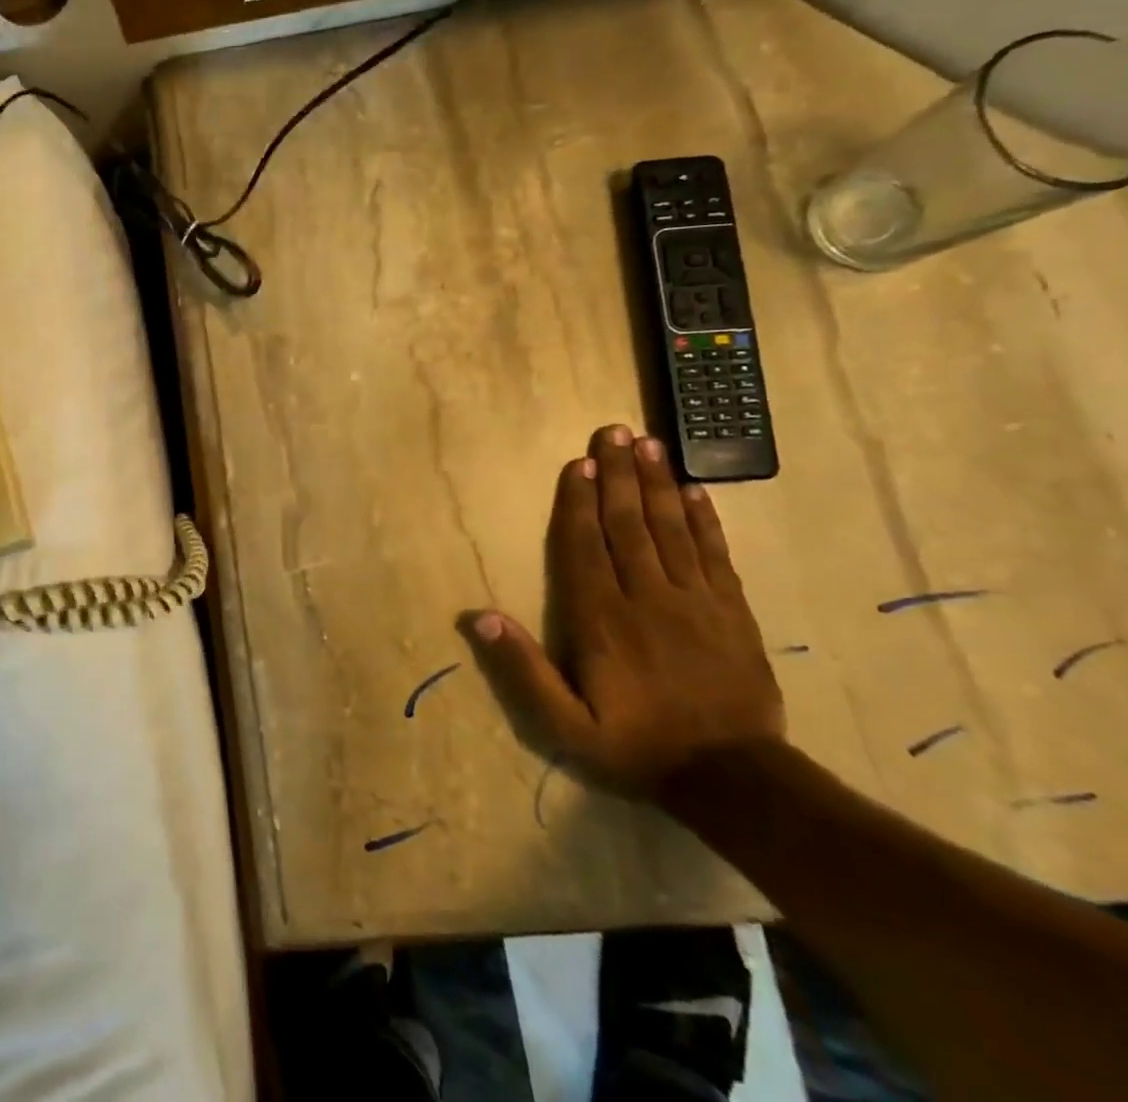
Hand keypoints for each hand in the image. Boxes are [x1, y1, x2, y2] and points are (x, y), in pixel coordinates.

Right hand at [470, 424, 784, 799]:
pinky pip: (715, 554)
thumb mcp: (564, 724)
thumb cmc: (637, 746)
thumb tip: (478, 616)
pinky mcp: (732, 612)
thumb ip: (522, 670)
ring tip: (649, 444)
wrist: (735, 781)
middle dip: (618, 476)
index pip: (586, 547)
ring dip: (657, 483)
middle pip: (628, 525)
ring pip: (672, 529)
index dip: (579, 503)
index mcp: (602, 619)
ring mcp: (696, 602)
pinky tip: (695, 490)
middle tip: (613, 432)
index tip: (577, 464)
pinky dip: (704, 519)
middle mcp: (647, 597)